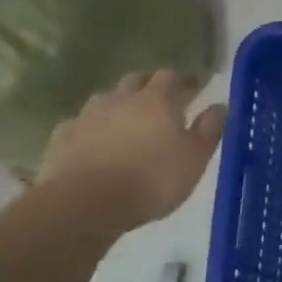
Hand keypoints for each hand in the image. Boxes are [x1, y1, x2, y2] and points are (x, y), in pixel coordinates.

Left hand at [37, 72, 225, 230]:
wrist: (84, 205)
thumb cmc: (151, 180)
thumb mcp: (195, 159)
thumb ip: (209, 129)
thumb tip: (219, 106)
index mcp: (158, 99)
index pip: (173, 76)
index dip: (185, 79)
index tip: (195, 86)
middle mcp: (121, 98)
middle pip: (136, 80)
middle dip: (149, 86)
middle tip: (161, 102)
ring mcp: (87, 116)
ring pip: (106, 99)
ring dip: (118, 105)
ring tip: (126, 123)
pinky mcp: (61, 138)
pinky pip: (79, 125)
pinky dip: (90, 129)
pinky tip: (92, 144)